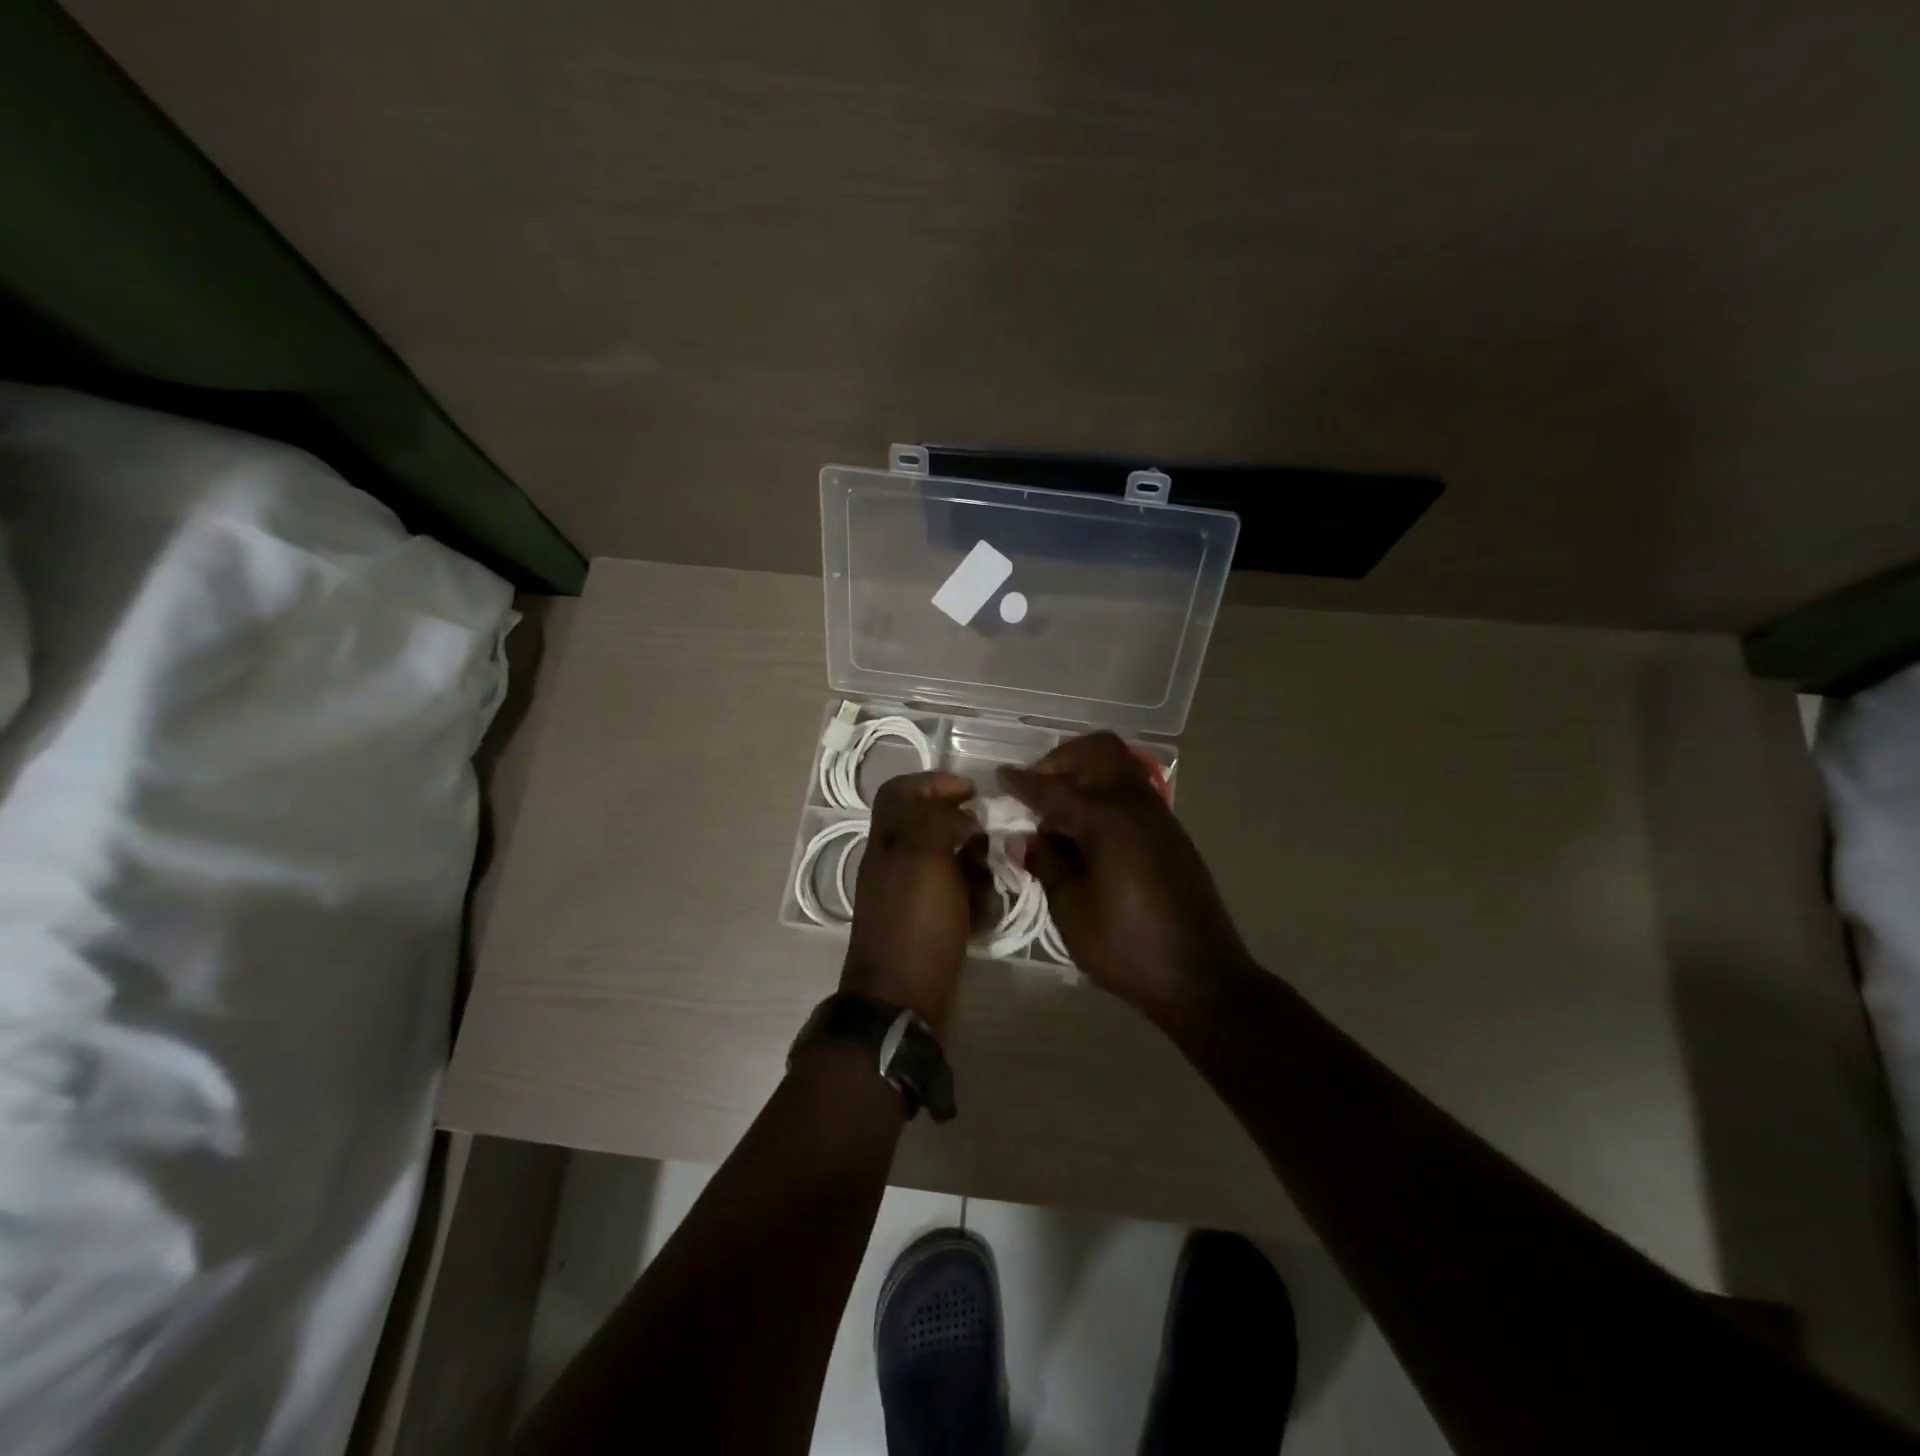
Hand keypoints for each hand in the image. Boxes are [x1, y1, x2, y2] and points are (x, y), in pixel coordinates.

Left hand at [840, 771, 987, 1033]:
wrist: (903, 1000)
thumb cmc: (914, 922)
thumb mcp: (923, 857)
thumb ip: (939, 821)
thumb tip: (962, 817)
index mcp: (887, 839)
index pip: (901, 791)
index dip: (934, 783)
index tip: (972, 792)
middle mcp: (896, 861)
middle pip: (933, 826)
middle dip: (967, 833)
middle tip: (991, 842)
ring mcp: (913, 895)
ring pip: (953, 863)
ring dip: (977, 869)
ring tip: (990, 885)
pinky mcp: (931, 923)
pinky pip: (959, 898)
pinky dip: (976, 902)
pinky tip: (985, 916)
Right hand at [1000, 733, 1254, 1020]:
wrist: (1201, 977)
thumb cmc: (1127, 946)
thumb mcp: (1072, 909)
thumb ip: (1046, 864)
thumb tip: (1022, 838)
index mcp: (1106, 819)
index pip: (1053, 789)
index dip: (1022, 783)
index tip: (999, 777)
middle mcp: (1135, 805)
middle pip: (1098, 752)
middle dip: (1061, 760)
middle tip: (1037, 789)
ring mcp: (1159, 817)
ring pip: (1118, 768)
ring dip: (1085, 774)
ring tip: (1058, 812)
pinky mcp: (1171, 834)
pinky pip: (1131, 792)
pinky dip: (1104, 793)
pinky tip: (1087, 832)